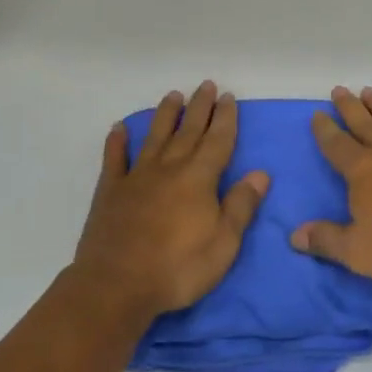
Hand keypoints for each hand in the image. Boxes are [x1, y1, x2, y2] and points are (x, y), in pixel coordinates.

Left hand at [72, 83, 267, 319]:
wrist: (116, 286)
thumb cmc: (178, 269)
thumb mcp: (223, 244)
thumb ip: (241, 206)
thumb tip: (260, 173)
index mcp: (199, 178)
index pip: (217, 140)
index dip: (225, 118)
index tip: (228, 96)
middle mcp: (169, 168)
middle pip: (188, 131)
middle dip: (200, 107)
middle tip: (206, 84)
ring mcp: (137, 177)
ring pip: (155, 137)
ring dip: (165, 115)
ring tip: (173, 95)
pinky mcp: (111, 192)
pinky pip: (115, 160)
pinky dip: (117, 142)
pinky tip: (119, 128)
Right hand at [291, 86, 371, 285]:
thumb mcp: (360, 252)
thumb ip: (327, 241)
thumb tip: (295, 235)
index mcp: (362, 171)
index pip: (336, 146)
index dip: (324, 131)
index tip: (317, 114)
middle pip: (363, 123)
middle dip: (348, 107)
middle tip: (338, 89)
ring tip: (368, 90)